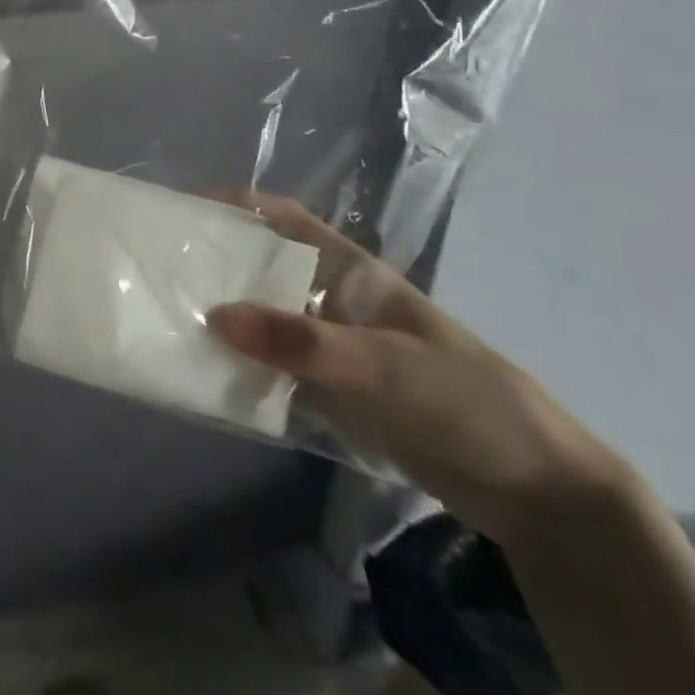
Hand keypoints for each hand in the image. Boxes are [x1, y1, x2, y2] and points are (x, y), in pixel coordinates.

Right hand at [205, 192, 631, 551]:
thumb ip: (301, 342)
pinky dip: (244, 368)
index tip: (181, 206)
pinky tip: (208, 376)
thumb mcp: (384, 366)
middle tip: (157, 267)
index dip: (236, 204)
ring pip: (265, 321)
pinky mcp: (335, 392)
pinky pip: (275, 370)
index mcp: (350, 272)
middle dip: (215, 263)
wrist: (537, 491)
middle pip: (263, 268)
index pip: (284, 219)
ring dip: (225, 319)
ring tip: (168, 318)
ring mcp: (333, 348)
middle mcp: (333, 301)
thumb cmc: (465, 400)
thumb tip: (216, 315)